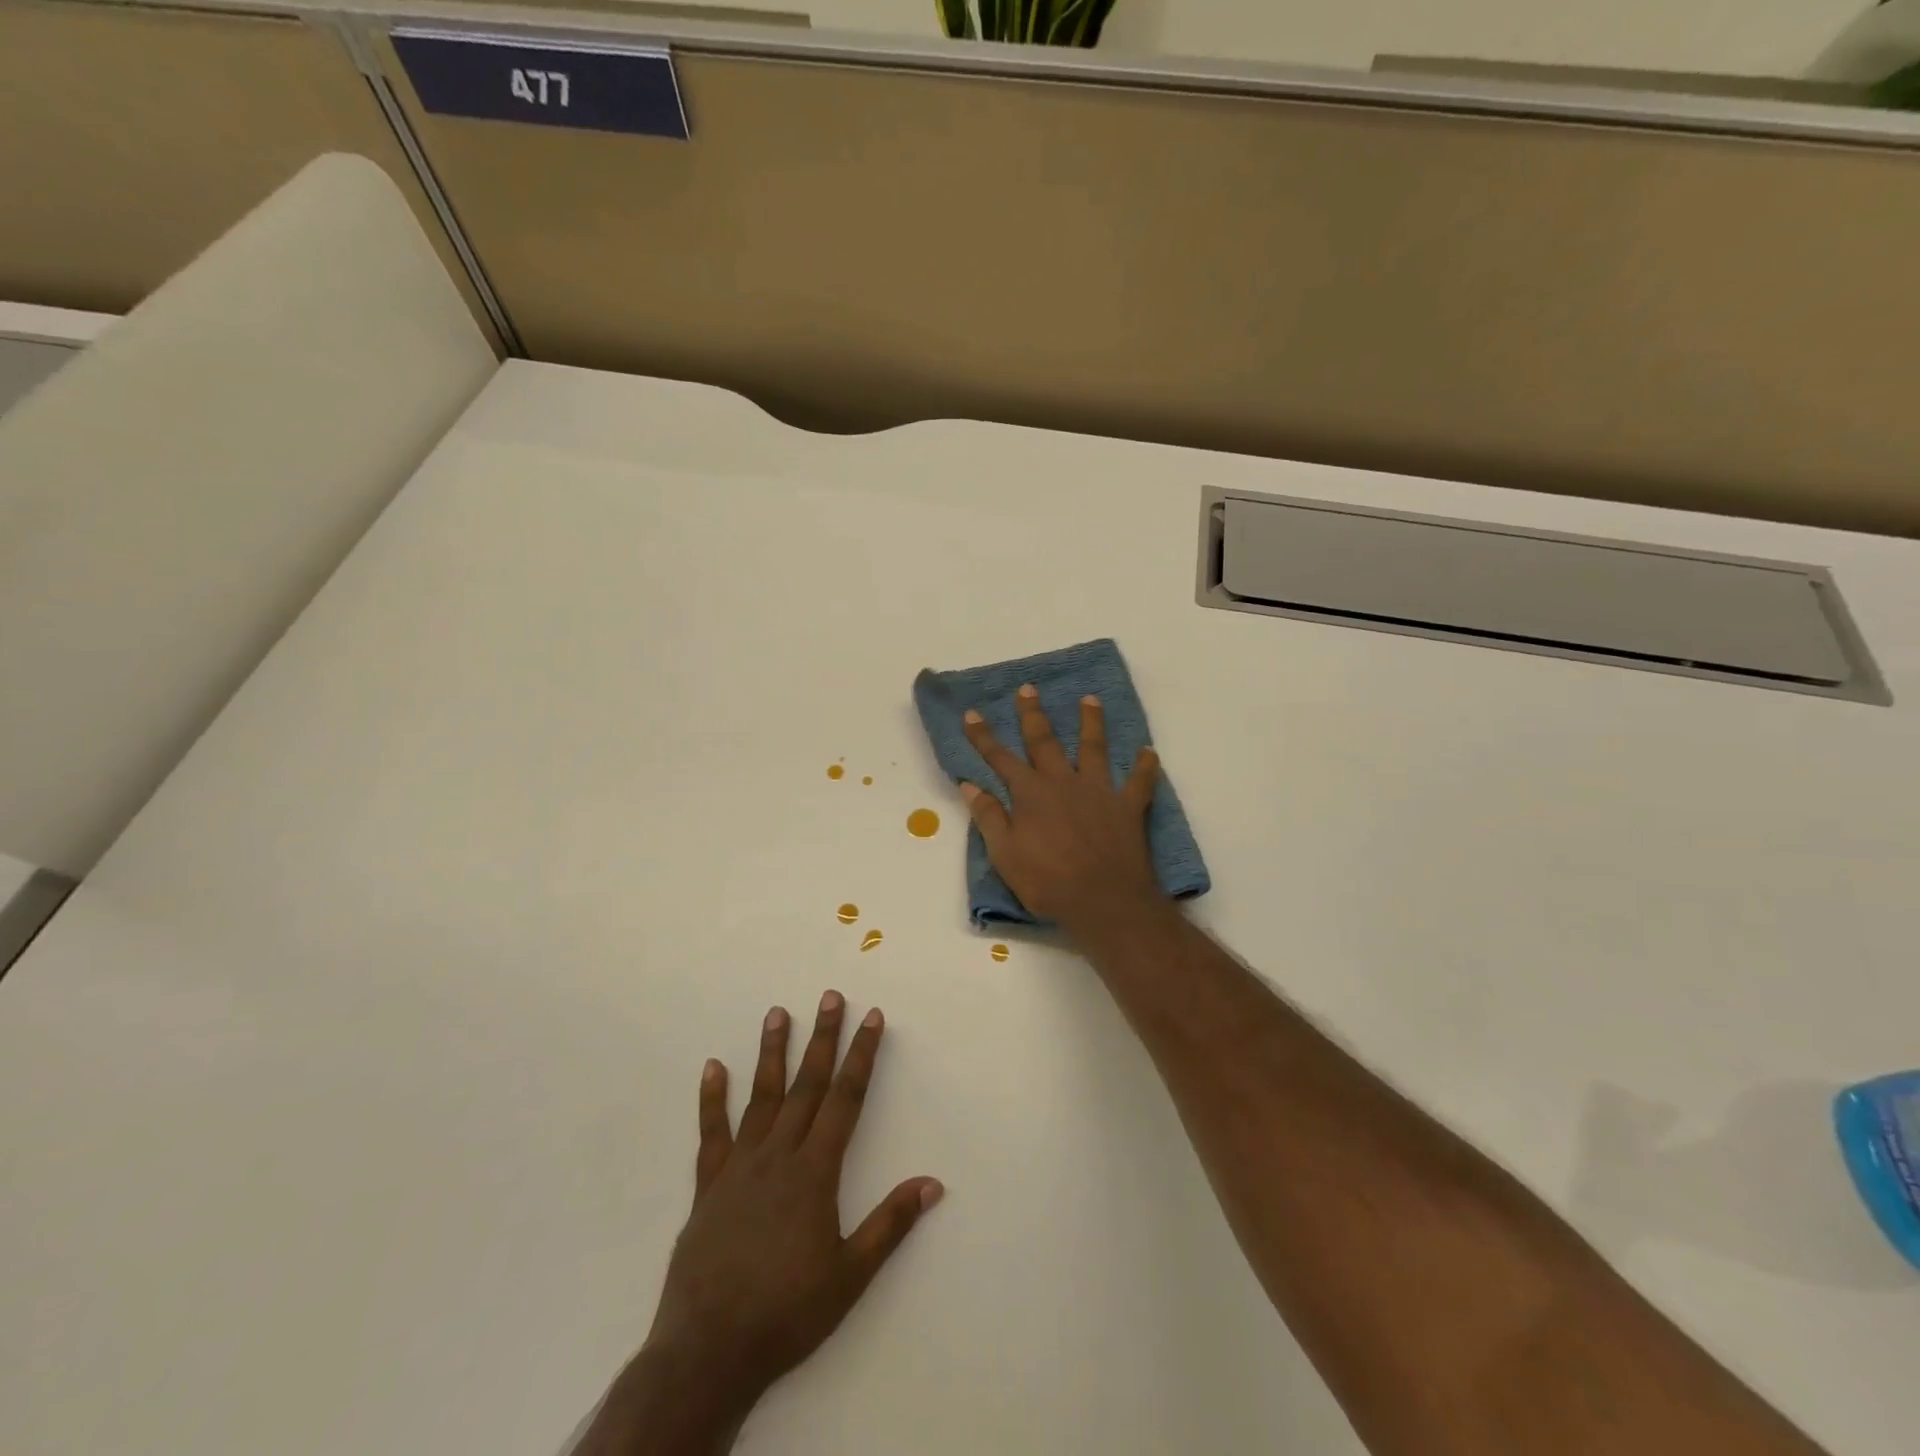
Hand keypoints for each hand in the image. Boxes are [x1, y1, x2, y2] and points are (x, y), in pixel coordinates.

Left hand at [607, 993, 941, 1449]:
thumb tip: (932, 1183)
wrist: (710, 1351)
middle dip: (823, 1038)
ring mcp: (739, 1166)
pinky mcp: (708, 1186)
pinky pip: (711, 1134)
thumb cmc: (788, 1312)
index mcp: (815, 1171)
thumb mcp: (850, 1275)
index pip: (846, 1099)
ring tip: (777, 1013)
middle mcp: (779, 1155)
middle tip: (830, 996)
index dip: (861, 1056)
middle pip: (807, 1085)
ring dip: (772, 1052)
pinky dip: (711, 1099)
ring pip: (761, 1097)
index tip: (871, 1018)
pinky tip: (713, 1067)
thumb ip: (890, 1224)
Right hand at [960, 684, 1163, 928]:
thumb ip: (989, 817)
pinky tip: (1149, 751)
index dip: (983, 736)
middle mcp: (1063, 783)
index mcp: (1030, 794)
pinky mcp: (1128, 807)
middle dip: (1033, 714)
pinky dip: (1145, 766)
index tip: (971, 713)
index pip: (1000, 758)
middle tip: (1029, 688)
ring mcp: (1098, 792)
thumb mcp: (1005, 854)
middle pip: (1045, 741)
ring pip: (1094, 748)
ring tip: (1090, 699)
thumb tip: (971, 785)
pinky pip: (1140, 782)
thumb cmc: (1047, 882)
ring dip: (1091, 723)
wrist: (1104, 902)